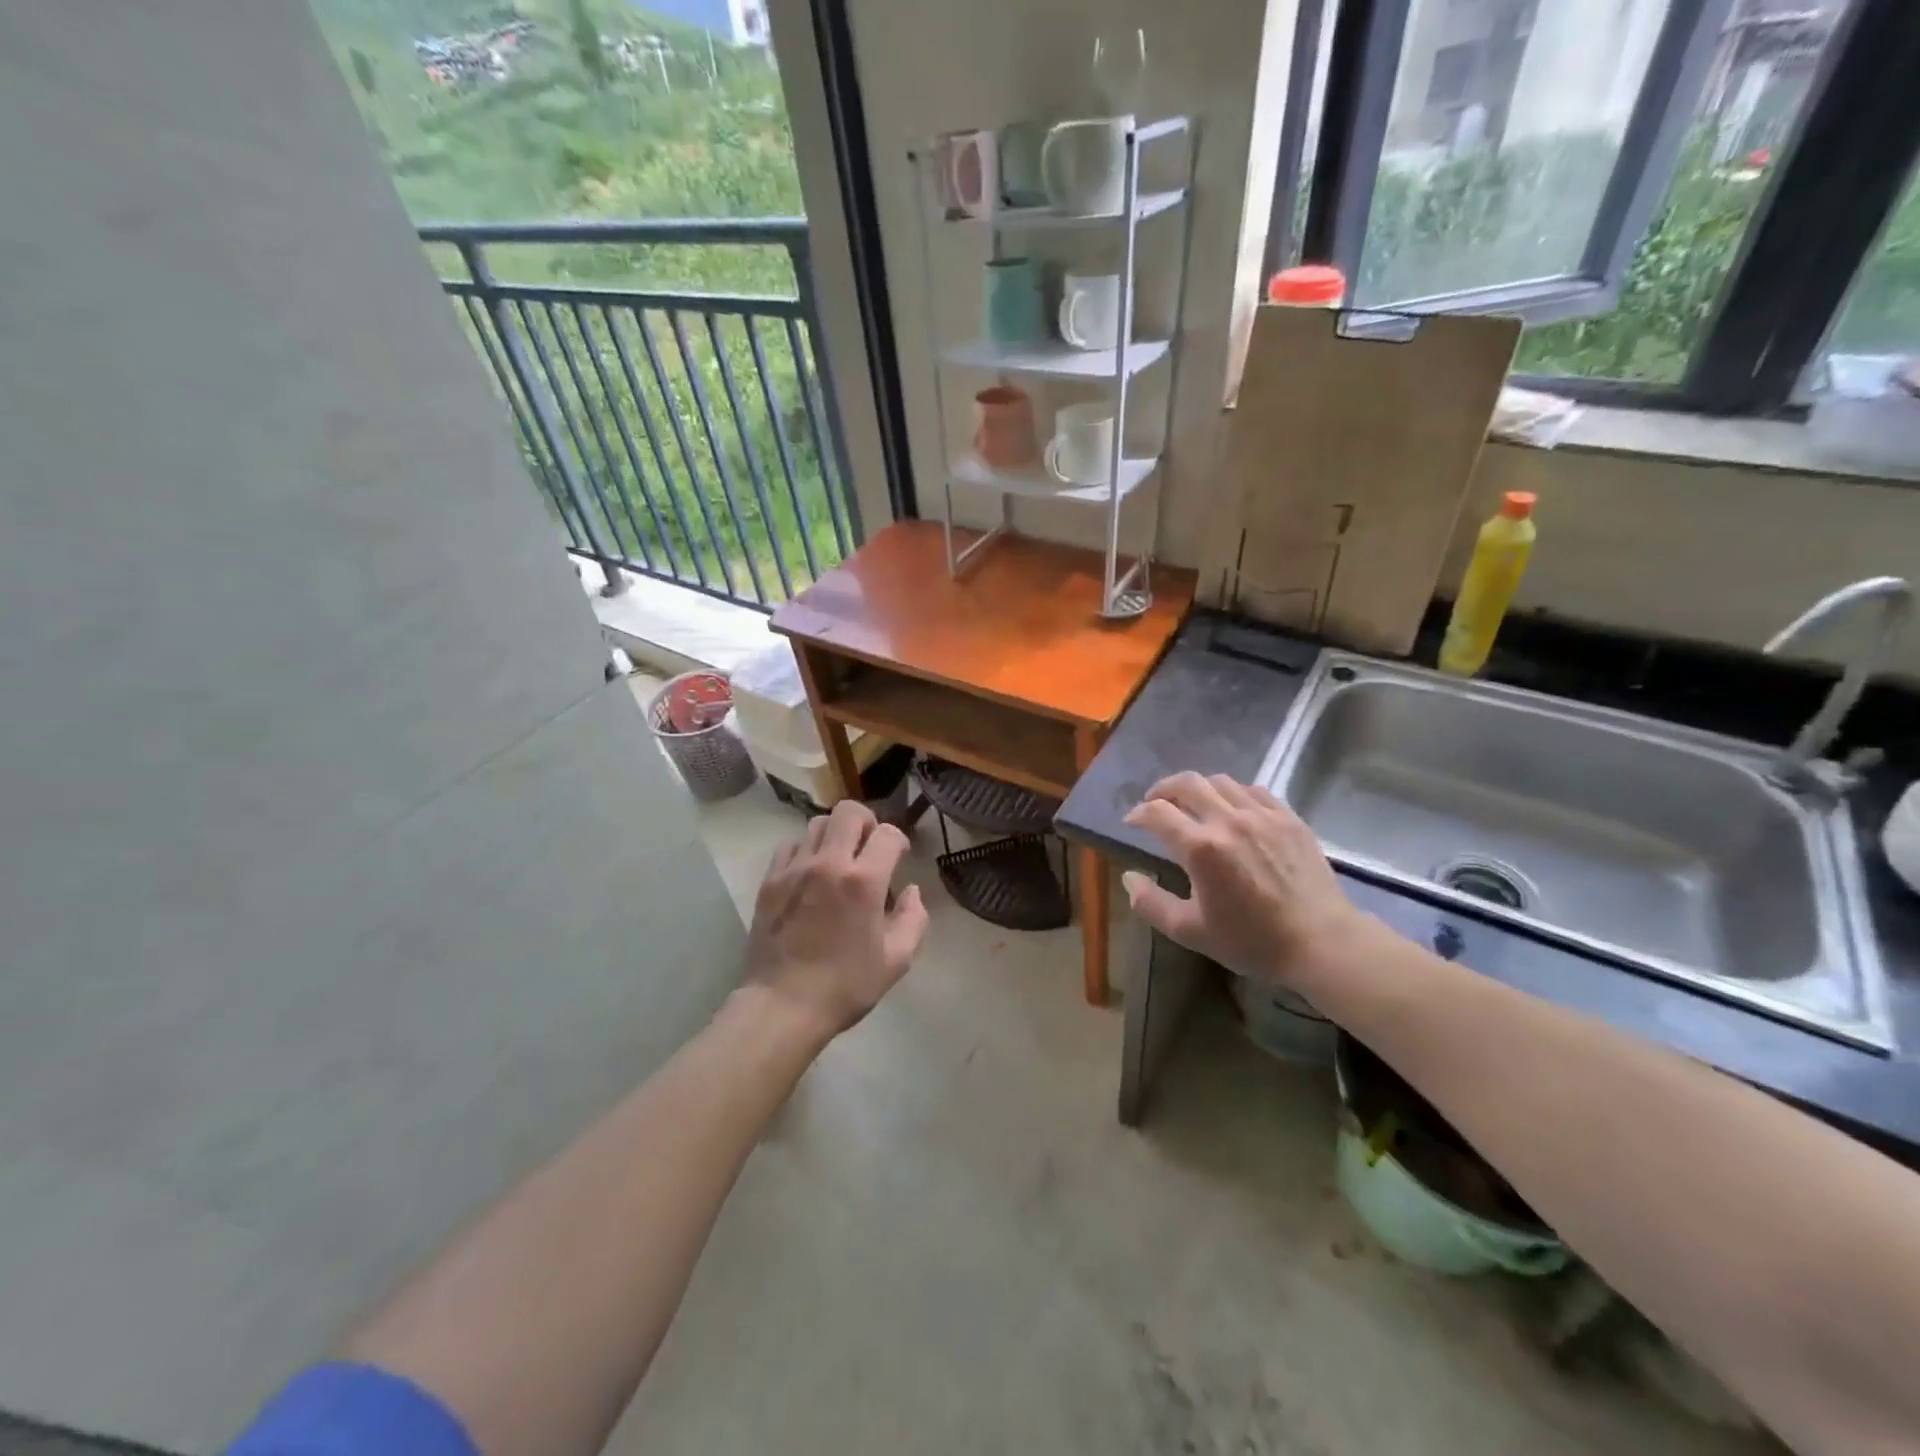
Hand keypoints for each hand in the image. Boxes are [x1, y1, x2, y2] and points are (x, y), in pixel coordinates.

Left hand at [744, 799, 928, 1039]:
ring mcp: (794, 869)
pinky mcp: (769, 881)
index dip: (898, 841)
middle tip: (868, 847)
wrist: (782, 1005)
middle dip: (866, 823)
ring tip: (838, 860)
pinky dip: (805, 850)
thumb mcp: (896, 961)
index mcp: (864, 881)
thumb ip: (914, 919)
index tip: (898, 856)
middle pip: (848, 812)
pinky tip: (810, 874)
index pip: (887, 833)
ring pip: (817, 824)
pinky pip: (790, 846)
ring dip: (835, 835)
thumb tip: (911, 891)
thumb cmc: (845, 986)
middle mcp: (828, 863)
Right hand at [1121, 772, 1361, 987]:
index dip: (1138, 813)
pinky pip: (1254, 790)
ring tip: (1193, 803)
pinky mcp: (1289, 818)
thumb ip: (1151, 903)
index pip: (1157, 812)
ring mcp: (1262, 815)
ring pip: (1221, 781)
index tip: (1132, 822)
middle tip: (1155, 803)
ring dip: (1198, 788)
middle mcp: (1228, 821)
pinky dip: (1234, 793)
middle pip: (1187, 783)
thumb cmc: (1252, 941)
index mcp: (1201, 848)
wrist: (1321, 943)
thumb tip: (1128, 877)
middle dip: (1163, 789)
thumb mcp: (1190, 932)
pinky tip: (1233, 808)